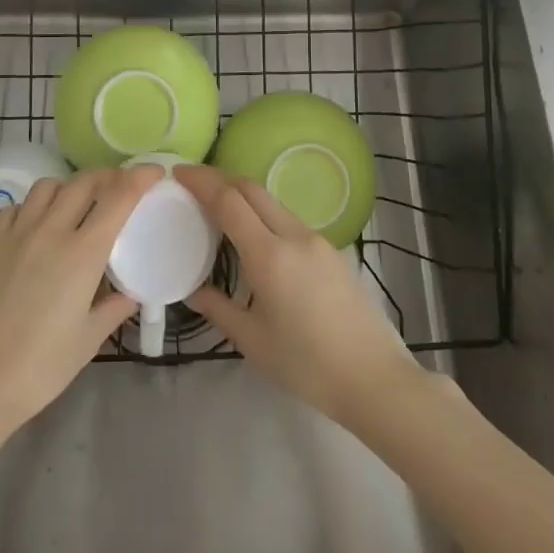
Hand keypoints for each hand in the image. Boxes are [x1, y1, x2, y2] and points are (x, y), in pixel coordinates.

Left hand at [0, 165, 157, 435]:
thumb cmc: (40, 368)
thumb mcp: (88, 340)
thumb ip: (114, 308)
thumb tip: (131, 293)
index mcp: (83, 253)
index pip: (118, 198)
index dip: (140, 177)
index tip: (154, 172)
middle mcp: (51, 231)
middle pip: (84, 182)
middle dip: (108, 177)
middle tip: (120, 187)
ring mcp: (16, 234)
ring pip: (48, 187)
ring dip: (69, 187)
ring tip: (77, 205)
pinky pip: (16, 207)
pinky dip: (33, 207)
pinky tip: (35, 226)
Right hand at [177, 164, 423, 431]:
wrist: (375, 379)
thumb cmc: (307, 365)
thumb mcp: (252, 341)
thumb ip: (218, 308)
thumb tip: (193, 289)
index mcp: (270, 255)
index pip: (229, 200)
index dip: (201, 181)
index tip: (178, 173)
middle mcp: (294, 236)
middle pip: (252, 189)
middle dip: (220, 179)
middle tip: (192, 184)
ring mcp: (318, 241)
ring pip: (273, 202)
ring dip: (243, 194)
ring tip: (218, 207)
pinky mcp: (333, 252)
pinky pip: (289, 219)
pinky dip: (263, 213)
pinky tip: (255, 235)